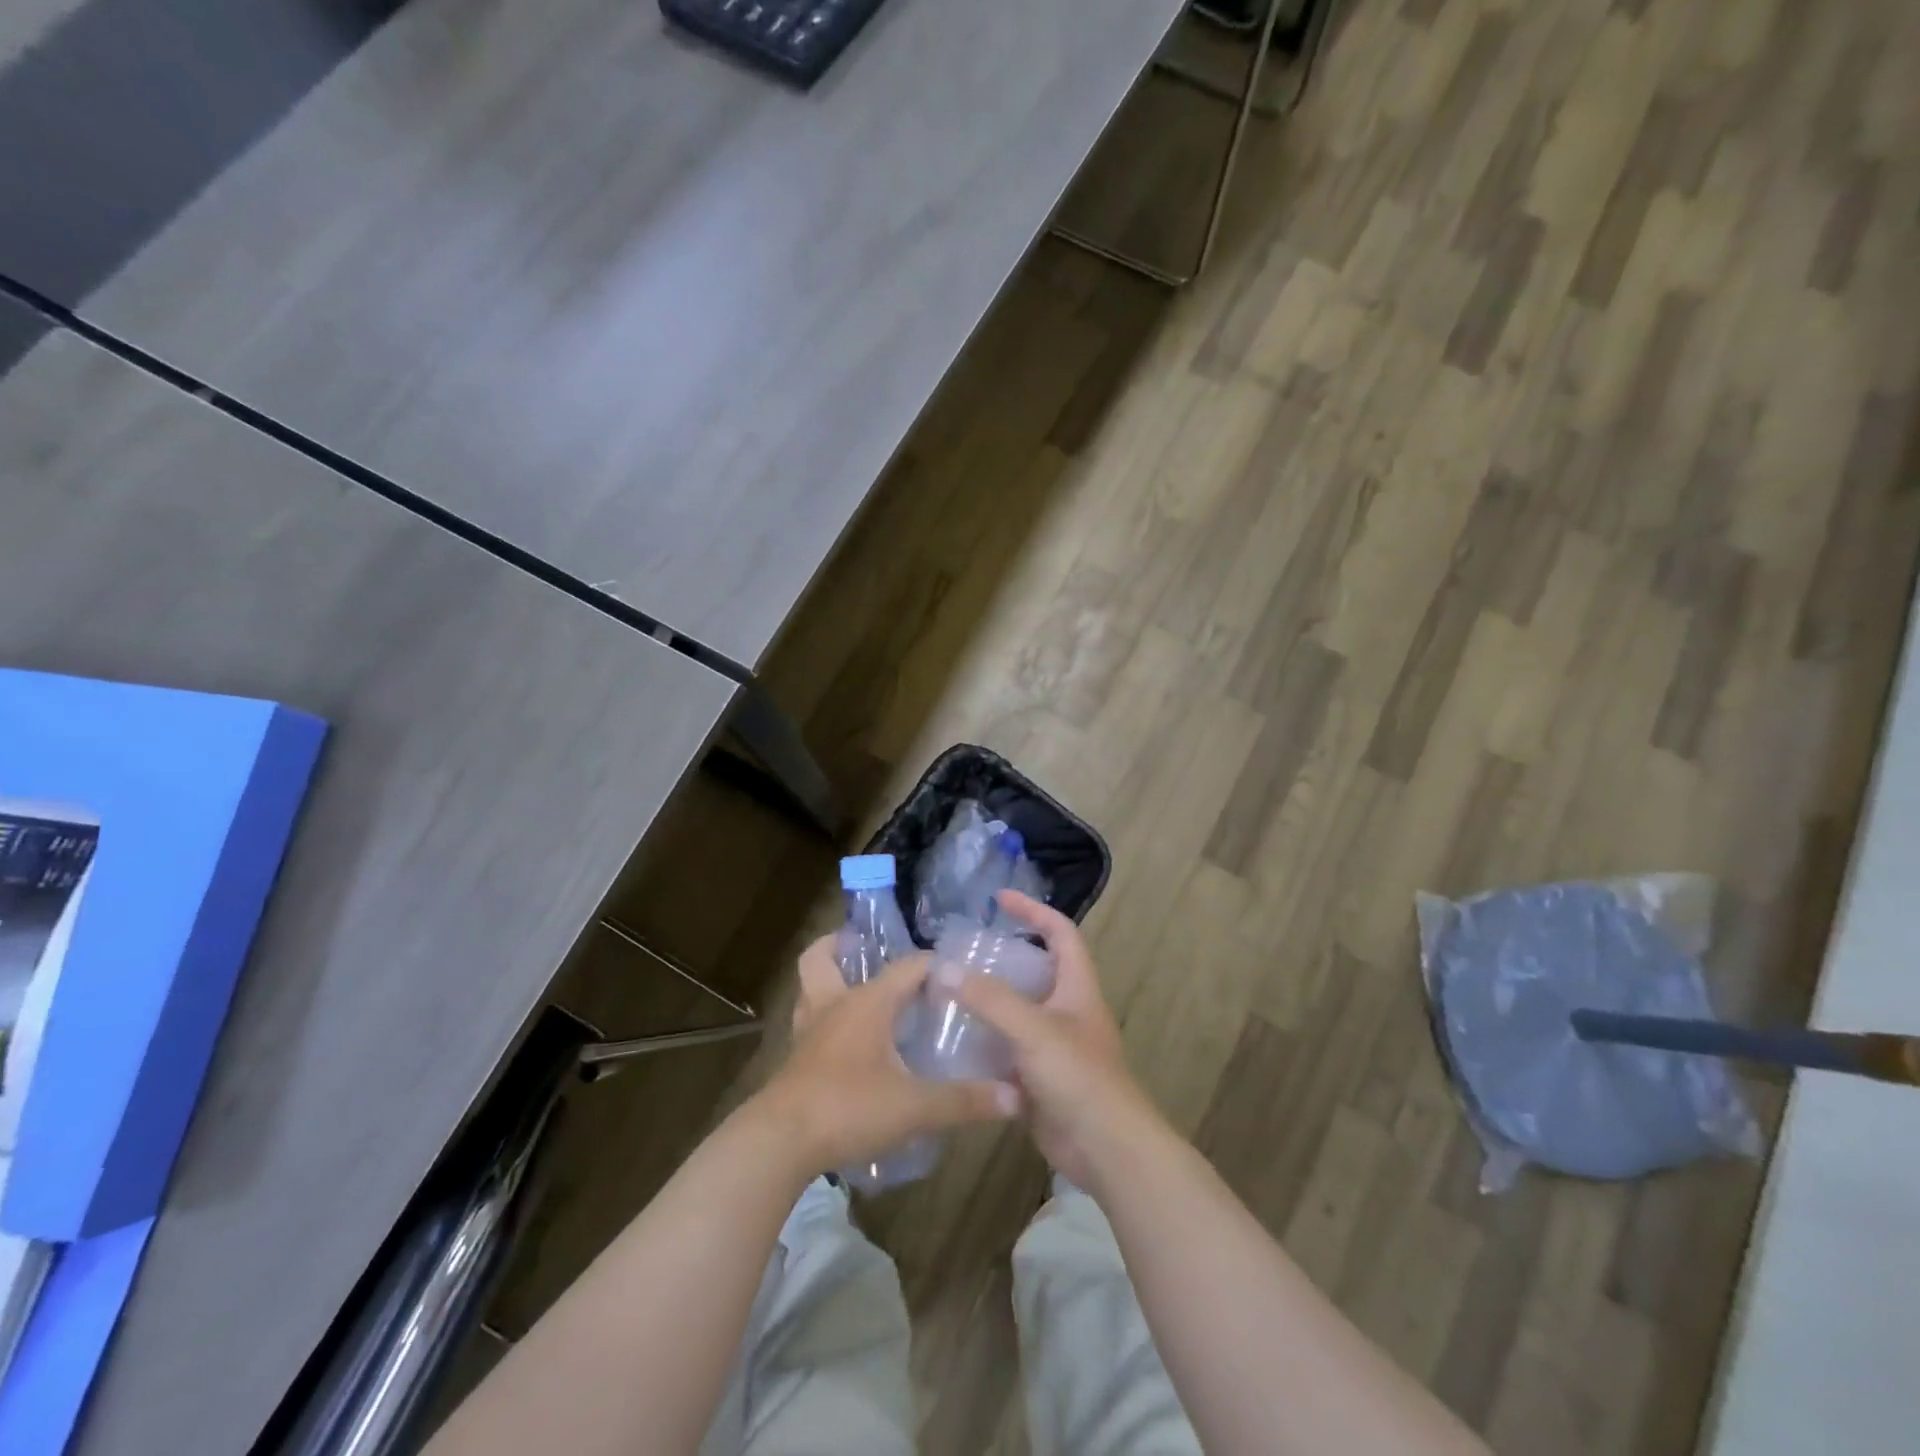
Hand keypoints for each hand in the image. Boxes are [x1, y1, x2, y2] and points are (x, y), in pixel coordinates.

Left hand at [754, 936, 1017, 1173]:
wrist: (780, 1143)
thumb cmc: (849, 1108)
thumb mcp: (915, 1108)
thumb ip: (964, 1100)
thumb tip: (1014, 1096)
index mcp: (866, 1003)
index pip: (907, 967)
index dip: (934, 964)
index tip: (958, 973)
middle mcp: (833, 1006)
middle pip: (821, 959)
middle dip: (840, 946)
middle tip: (864, 949)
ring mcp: (808, 1033)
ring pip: (809, 990)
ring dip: (827, 982)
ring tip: (854, 990)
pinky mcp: (795, 1061)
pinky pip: (808, 1025)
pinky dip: (823, 1021)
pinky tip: (844, 1043)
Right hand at [941, 891, 1162, 1190]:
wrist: (1107, 1149)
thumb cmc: (1079, 1077)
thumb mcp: (1034, 1029)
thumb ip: (990, 998)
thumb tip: (943, 969)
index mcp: (1076, 987)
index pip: (1059, 932)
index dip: (1033, 911)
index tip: (999, 899)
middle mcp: (1065, 1010)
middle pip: (1033, 971)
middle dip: (1000, 959)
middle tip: (960, 954)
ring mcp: (1052, 1046)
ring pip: (1016, 1013)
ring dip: (986, 1003)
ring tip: (946, 993)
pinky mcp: (1038, 1078)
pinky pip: (1006, 1051)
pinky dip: (983, 1044)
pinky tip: (951, 1044)